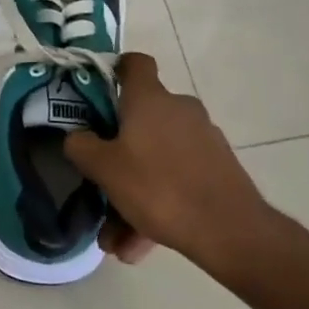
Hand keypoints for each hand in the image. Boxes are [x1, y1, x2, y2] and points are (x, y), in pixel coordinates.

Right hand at [64, 53, 288, 283]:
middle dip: (117, 156)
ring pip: (156, 159)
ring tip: (116, 239)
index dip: (115, 70)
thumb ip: (81, 147)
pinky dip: (158, 206)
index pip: (134, 63)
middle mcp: (179, 110)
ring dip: (133, 193)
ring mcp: (203, 139)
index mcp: (150, 99)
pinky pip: (177, 180)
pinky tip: (141, 246)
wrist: (231, 232)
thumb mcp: (104, 168)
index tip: (97, 93)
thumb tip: (76, 137)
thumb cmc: (158, 187)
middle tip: (99, 185)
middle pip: (140, 121)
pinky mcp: (218, 169)